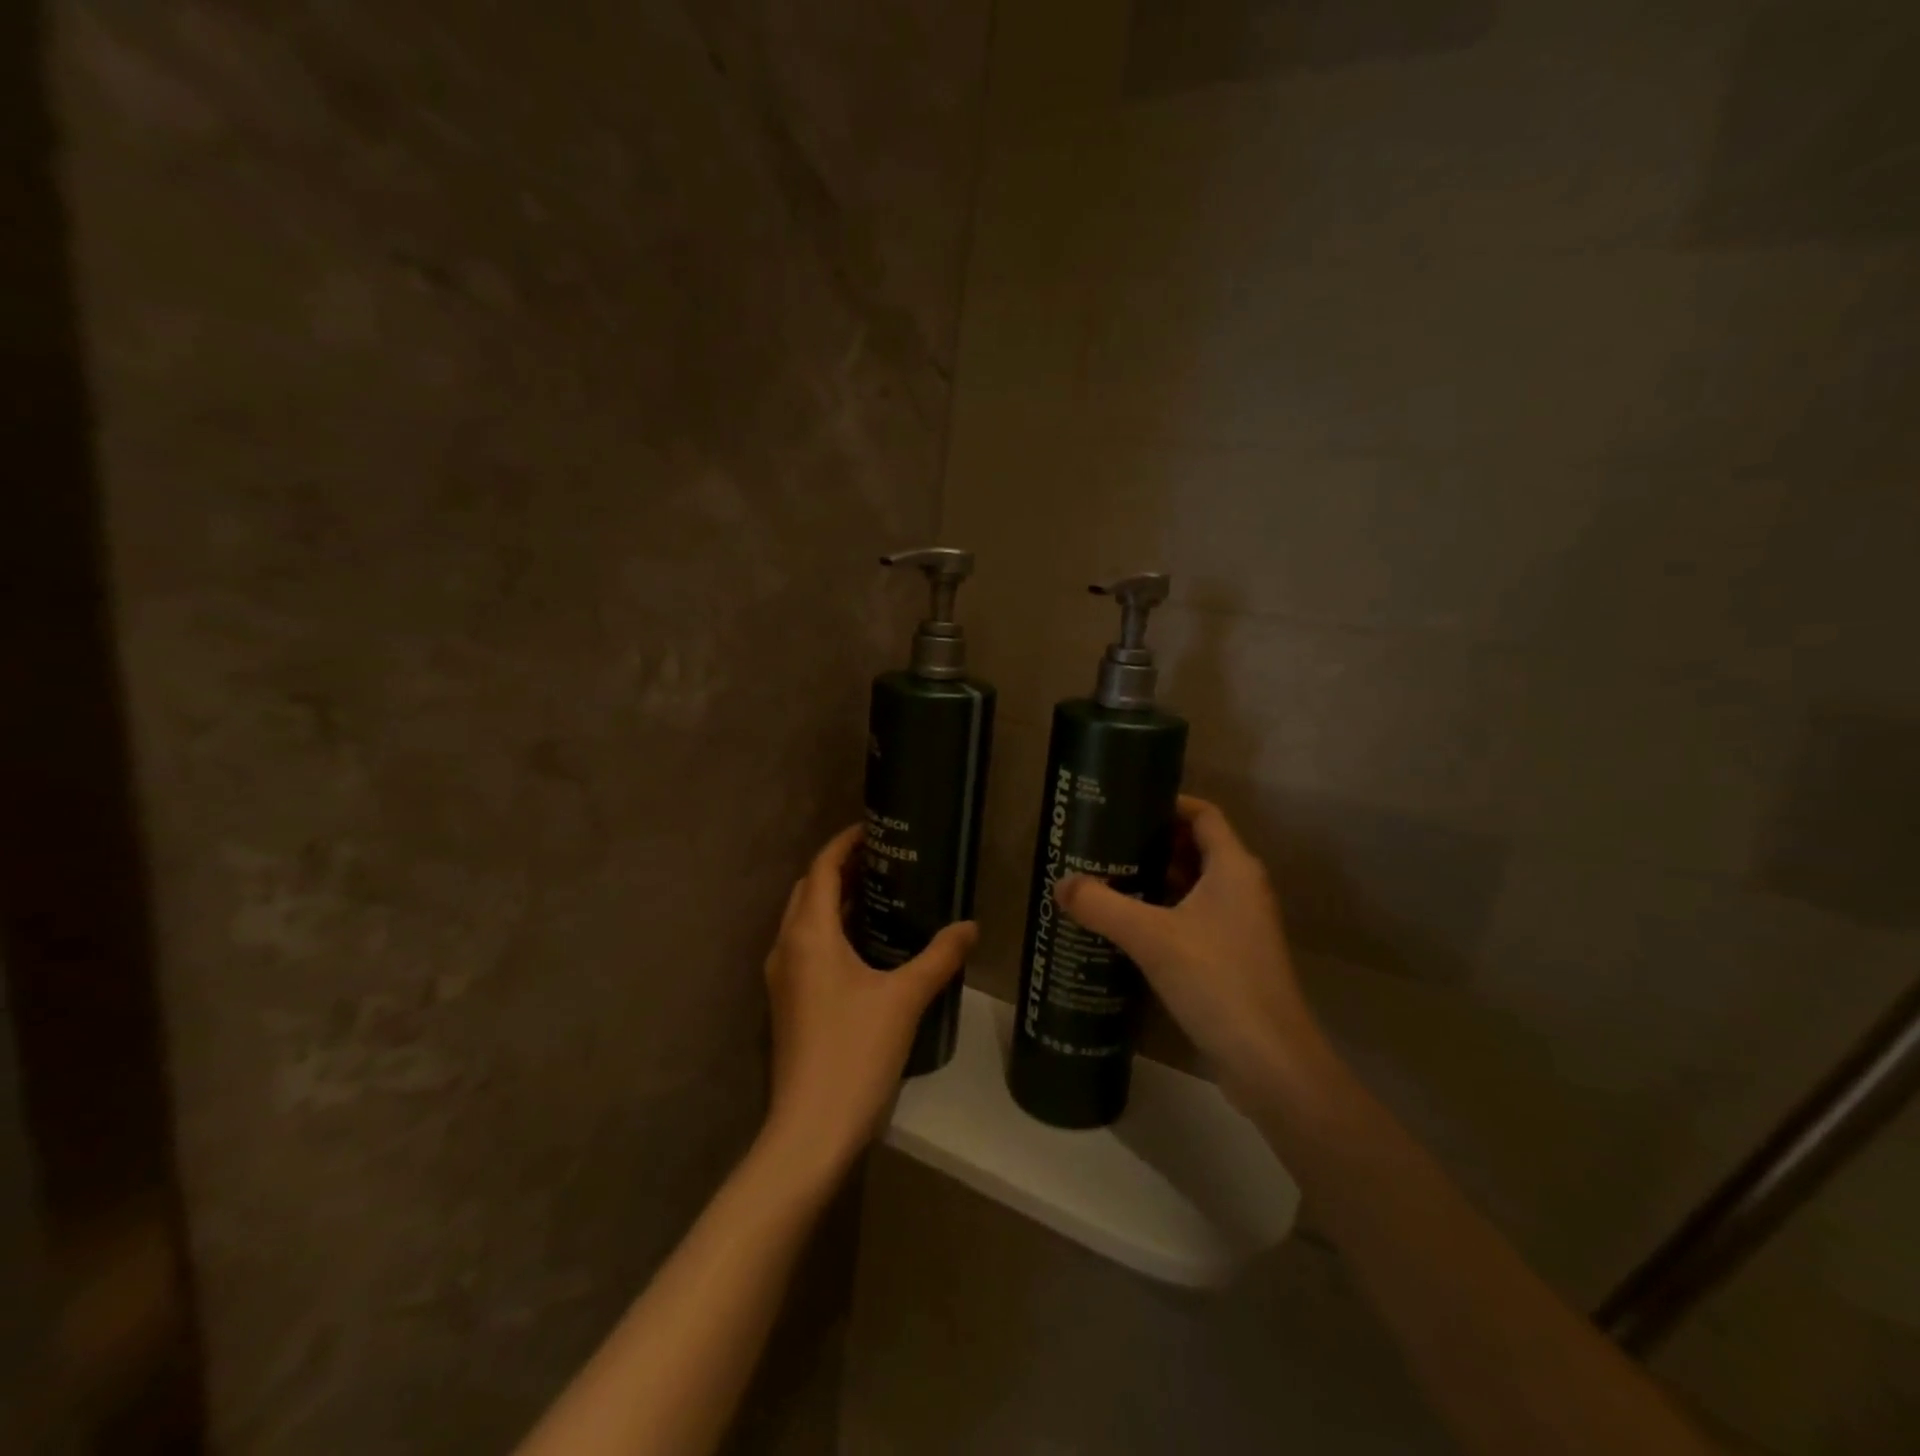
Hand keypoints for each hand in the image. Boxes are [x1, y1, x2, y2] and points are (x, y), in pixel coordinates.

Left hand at [761, 825, 975, 1178]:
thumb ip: (940, 956)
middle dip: (839, 869)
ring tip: (880, 895)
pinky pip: (806, 948)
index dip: (843, 843)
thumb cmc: (856, 1051)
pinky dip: (831, 931)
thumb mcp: (905, 998)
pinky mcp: (787, 1003)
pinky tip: (866, 946)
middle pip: (808, 890)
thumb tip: (971, 926)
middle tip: (884, 860)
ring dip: (834, 901)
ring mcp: (782, 978)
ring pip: (804, 921)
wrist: (811, 1128)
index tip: (873, 829)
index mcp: (809, 934)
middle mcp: (786, 947)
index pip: (820, 869)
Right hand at [1055, 796, 1326, 1108]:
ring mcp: (1239, 926)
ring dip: (1153, 881)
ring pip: (1192, 887)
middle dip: (1150, 844)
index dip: (1167, 804)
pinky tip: (1126, 927)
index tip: (1124, 806)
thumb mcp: (1151, 937)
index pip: (1203, 815)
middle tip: (1102, 844)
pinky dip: (1162, 914)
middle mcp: (1241, 888)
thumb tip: (1060, 884)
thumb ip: (1102, 905)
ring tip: (1105, 879)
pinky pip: (1192, 919)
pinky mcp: (1231, 958)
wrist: (1268, 1062)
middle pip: (1195, 848)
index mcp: (1233, 868)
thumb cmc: (1217, 981)